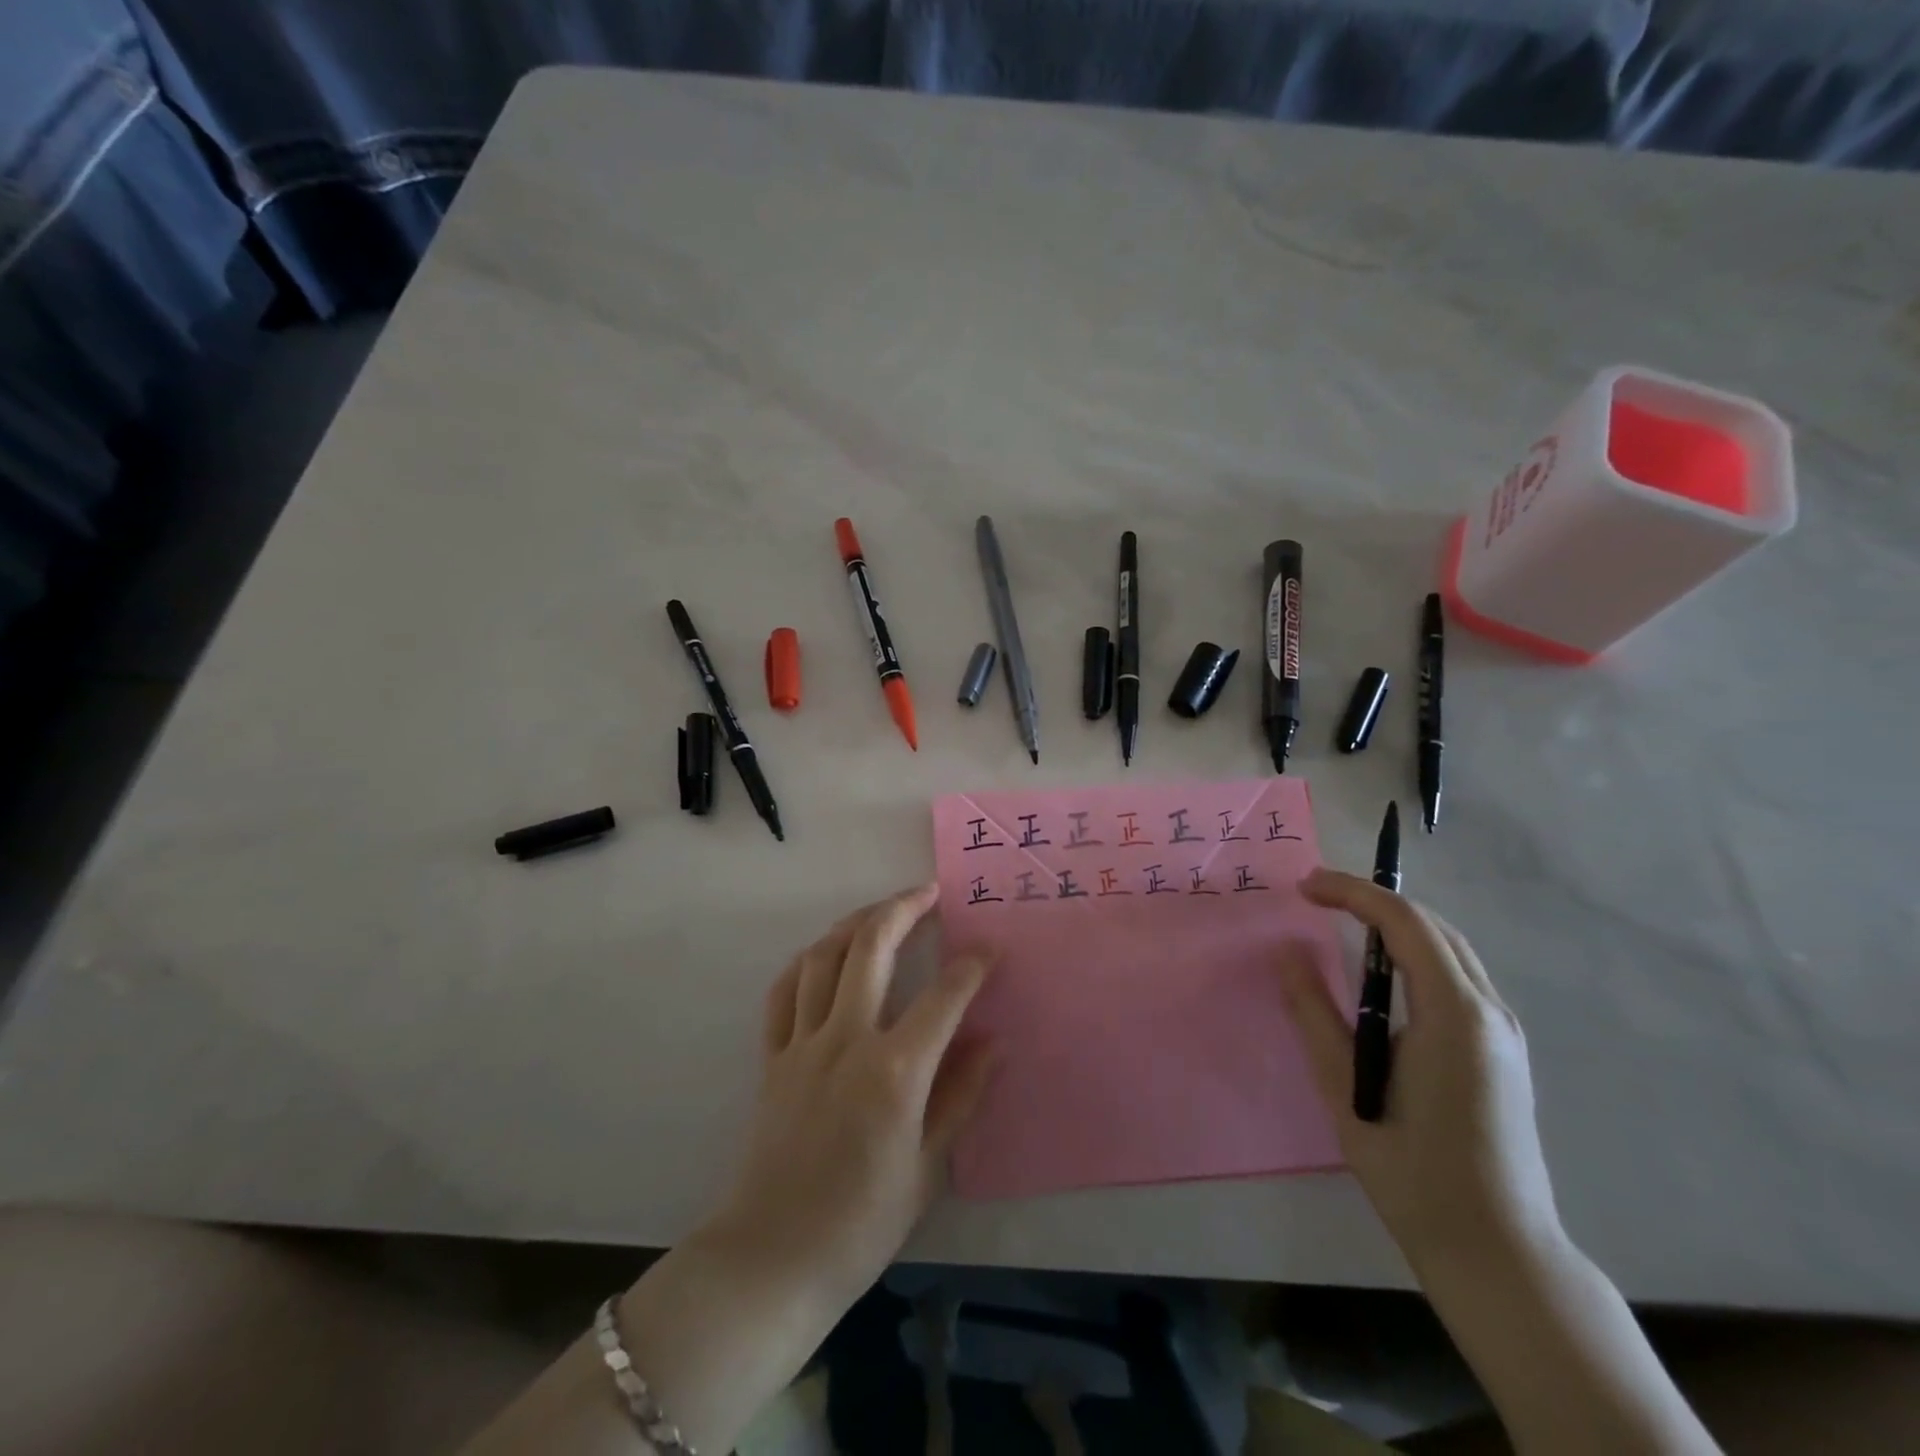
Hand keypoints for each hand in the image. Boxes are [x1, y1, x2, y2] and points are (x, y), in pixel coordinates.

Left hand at [706, 883, 996, 1308]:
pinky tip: (822, 955)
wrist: (772, 1259)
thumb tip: (994, 1042)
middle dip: (903, 909)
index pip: (944, 996)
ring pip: (823, 958)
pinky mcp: (772, 1058)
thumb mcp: (927, 1167)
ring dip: (854, 923)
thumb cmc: (861, 1223)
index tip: (990, 949)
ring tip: (880, 912)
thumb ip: (962, 1096)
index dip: (972, 966)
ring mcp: (802, 1044)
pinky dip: (805, 963)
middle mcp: (846, 1040)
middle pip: (872, 948)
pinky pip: (783, 992)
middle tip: (928, 892)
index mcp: (894, 1070)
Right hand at [1278, 868, 1560, 1274]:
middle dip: (1374, 900)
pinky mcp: (1503, 1051)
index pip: (1404, 923)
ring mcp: (1504, 1032)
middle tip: (1318, 896)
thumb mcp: (1346, 1087)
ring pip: (1451, 949)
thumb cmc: (1412, 1168)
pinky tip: (1383, 972)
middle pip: (1434, 927)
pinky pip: (1458, 977)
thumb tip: (1289, 954)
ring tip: (1344, 922)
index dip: (1352, 893)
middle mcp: (1490, 1011)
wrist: (1496, 1250)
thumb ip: (1315, 1012)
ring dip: (1397, 925)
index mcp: (1455, 1014)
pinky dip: (1416, 953)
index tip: (1304, 887)